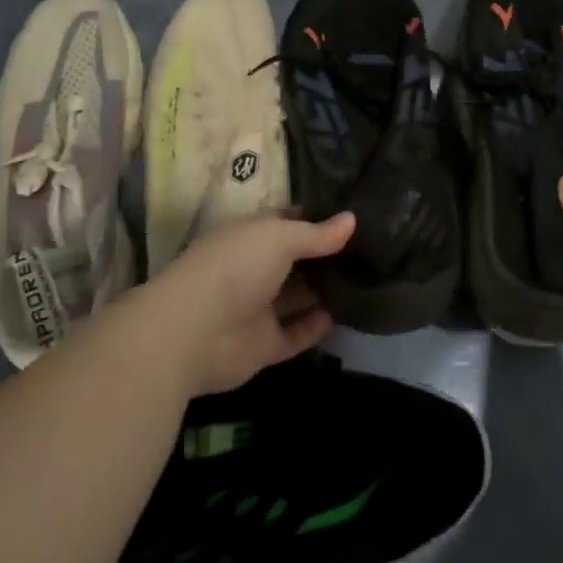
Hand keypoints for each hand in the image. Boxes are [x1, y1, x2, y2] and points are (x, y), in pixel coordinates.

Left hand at [136, 211, 353, 397]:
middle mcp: (254, 270)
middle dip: (326, 257)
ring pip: (297, 298)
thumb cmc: (236, 267)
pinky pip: (295, 334)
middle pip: (296, 261)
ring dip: (324, 291)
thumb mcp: (280, 238)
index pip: (287, 222)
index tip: (352, 217)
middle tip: (370, 251)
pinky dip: (315, 326)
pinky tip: (342, 315)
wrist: (192, 332)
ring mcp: (257, 309)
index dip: (316, 219)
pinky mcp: (262, 346)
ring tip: (366, 281)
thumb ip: (317, 234)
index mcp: (251, 237)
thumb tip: (352, 219)